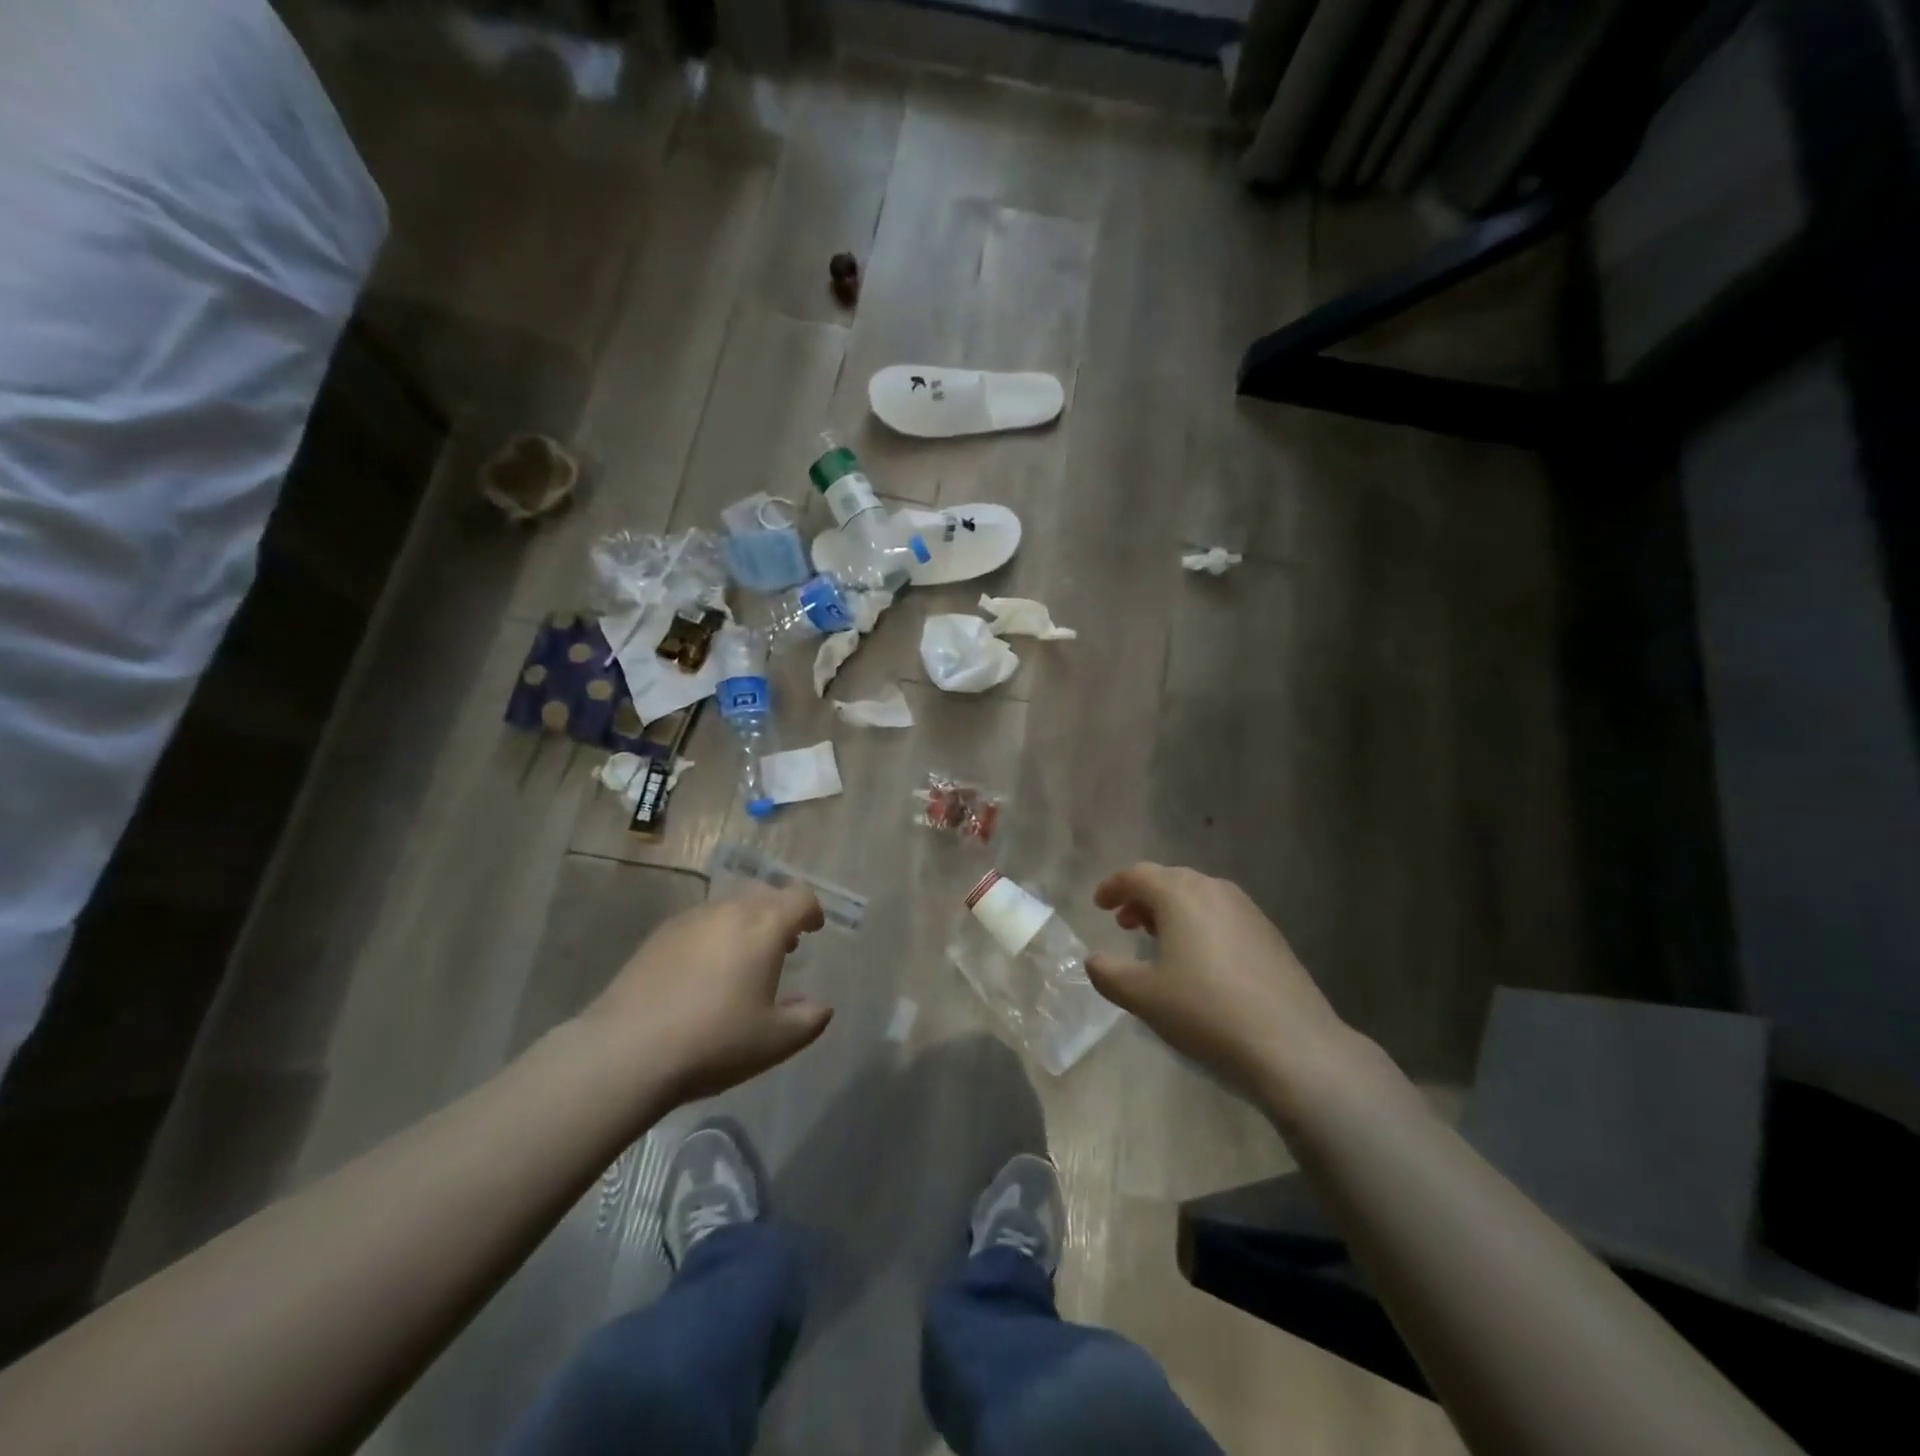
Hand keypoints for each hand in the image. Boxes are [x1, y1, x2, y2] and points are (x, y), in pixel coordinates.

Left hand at [581, 887, 831, 1106]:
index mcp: (764, 926)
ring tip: (742, 960)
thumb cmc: (714, 1042)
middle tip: (783, 945)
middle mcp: (729, 910)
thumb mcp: (776, 1041)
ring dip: (746, 923)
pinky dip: (714, 934)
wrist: (627, 1051)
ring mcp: (690, 919)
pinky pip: (700, 922)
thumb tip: (820, 1007)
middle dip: (780, 912)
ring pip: (730, 906)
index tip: (813, 930)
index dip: (812, 911)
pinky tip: (704, 972)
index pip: (800, 898)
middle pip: (765, 893)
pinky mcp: (659, 934)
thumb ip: (809, 1020)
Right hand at [1087, 863, 1351, 1106]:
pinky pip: (1222, 915)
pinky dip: (1199, 924)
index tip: (1098, 904)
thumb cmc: (1206, 1011)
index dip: (1113, 886)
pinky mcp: (1270, 936)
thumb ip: (1109, 973)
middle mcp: (1215, 890)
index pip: (1138, 875)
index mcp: (1180, 895)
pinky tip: (1199, 959)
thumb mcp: (1144, 996)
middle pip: (1170, 880)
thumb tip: (1094, 960)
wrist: (1293, 1046)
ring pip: (1199, 896)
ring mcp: (1248, 911)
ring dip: (1172, 910)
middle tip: (1124, 921)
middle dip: (1142, 897)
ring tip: (1157, 939)